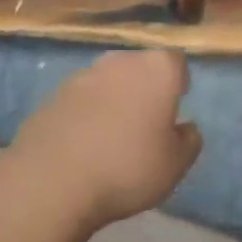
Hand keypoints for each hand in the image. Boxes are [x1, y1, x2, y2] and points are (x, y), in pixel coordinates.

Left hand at [11, 50, 201, 227]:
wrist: (52, 180)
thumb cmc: (126, 167)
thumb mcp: (174, 165)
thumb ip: (189, 141)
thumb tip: (186, 128)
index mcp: (157, 68)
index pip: (176, 63)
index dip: (178, 83)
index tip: (175, 108)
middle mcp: (122, 60)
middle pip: (140, 68)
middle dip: (144, 89)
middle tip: (145, 124)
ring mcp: (84, 74)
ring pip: (109, 82)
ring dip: (113, 100)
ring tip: (111, 138)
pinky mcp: (54, 94)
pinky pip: (81, 100)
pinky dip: (86, 115)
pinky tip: (82, 146)